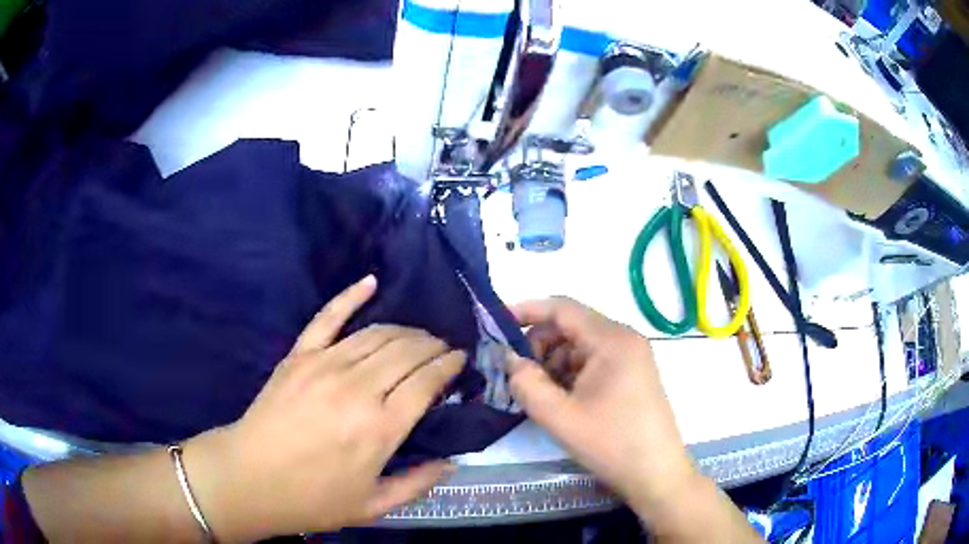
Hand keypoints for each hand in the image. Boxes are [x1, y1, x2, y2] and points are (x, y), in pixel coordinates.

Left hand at [183, 276, 464, 541]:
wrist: (250, 478)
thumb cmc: (313, 499)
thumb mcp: (373, 506)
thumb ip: (418, 484)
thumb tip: (452, 461)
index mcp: (381, 428)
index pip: (428, 381)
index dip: (450, 365)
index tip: (461, 360)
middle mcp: (358, 388)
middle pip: (408, 351)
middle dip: (433, 345)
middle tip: (444, 349)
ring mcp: (325, 365)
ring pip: (377, 333)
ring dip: (406, 330)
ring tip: (419, 335)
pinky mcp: (299, 356)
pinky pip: (328, 317)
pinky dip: (351, 296)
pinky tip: (370, 282)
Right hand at [505, 297, 697, 520]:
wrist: (655, 474)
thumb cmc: (611, 443)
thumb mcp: (560, 417)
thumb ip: (527, 384)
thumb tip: (510, 359)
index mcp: (612, 340)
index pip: (562, 308)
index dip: (527, 311)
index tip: (497, 324)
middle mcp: (624, 339)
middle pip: (571, 326)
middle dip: (539, 344)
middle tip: (516, 372)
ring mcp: (631, 357)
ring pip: (580, 345)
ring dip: (553, 362)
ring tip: (537, 392)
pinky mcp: (631, 374)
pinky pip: (593, 361)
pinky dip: (570, 373)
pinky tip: (559, 398)